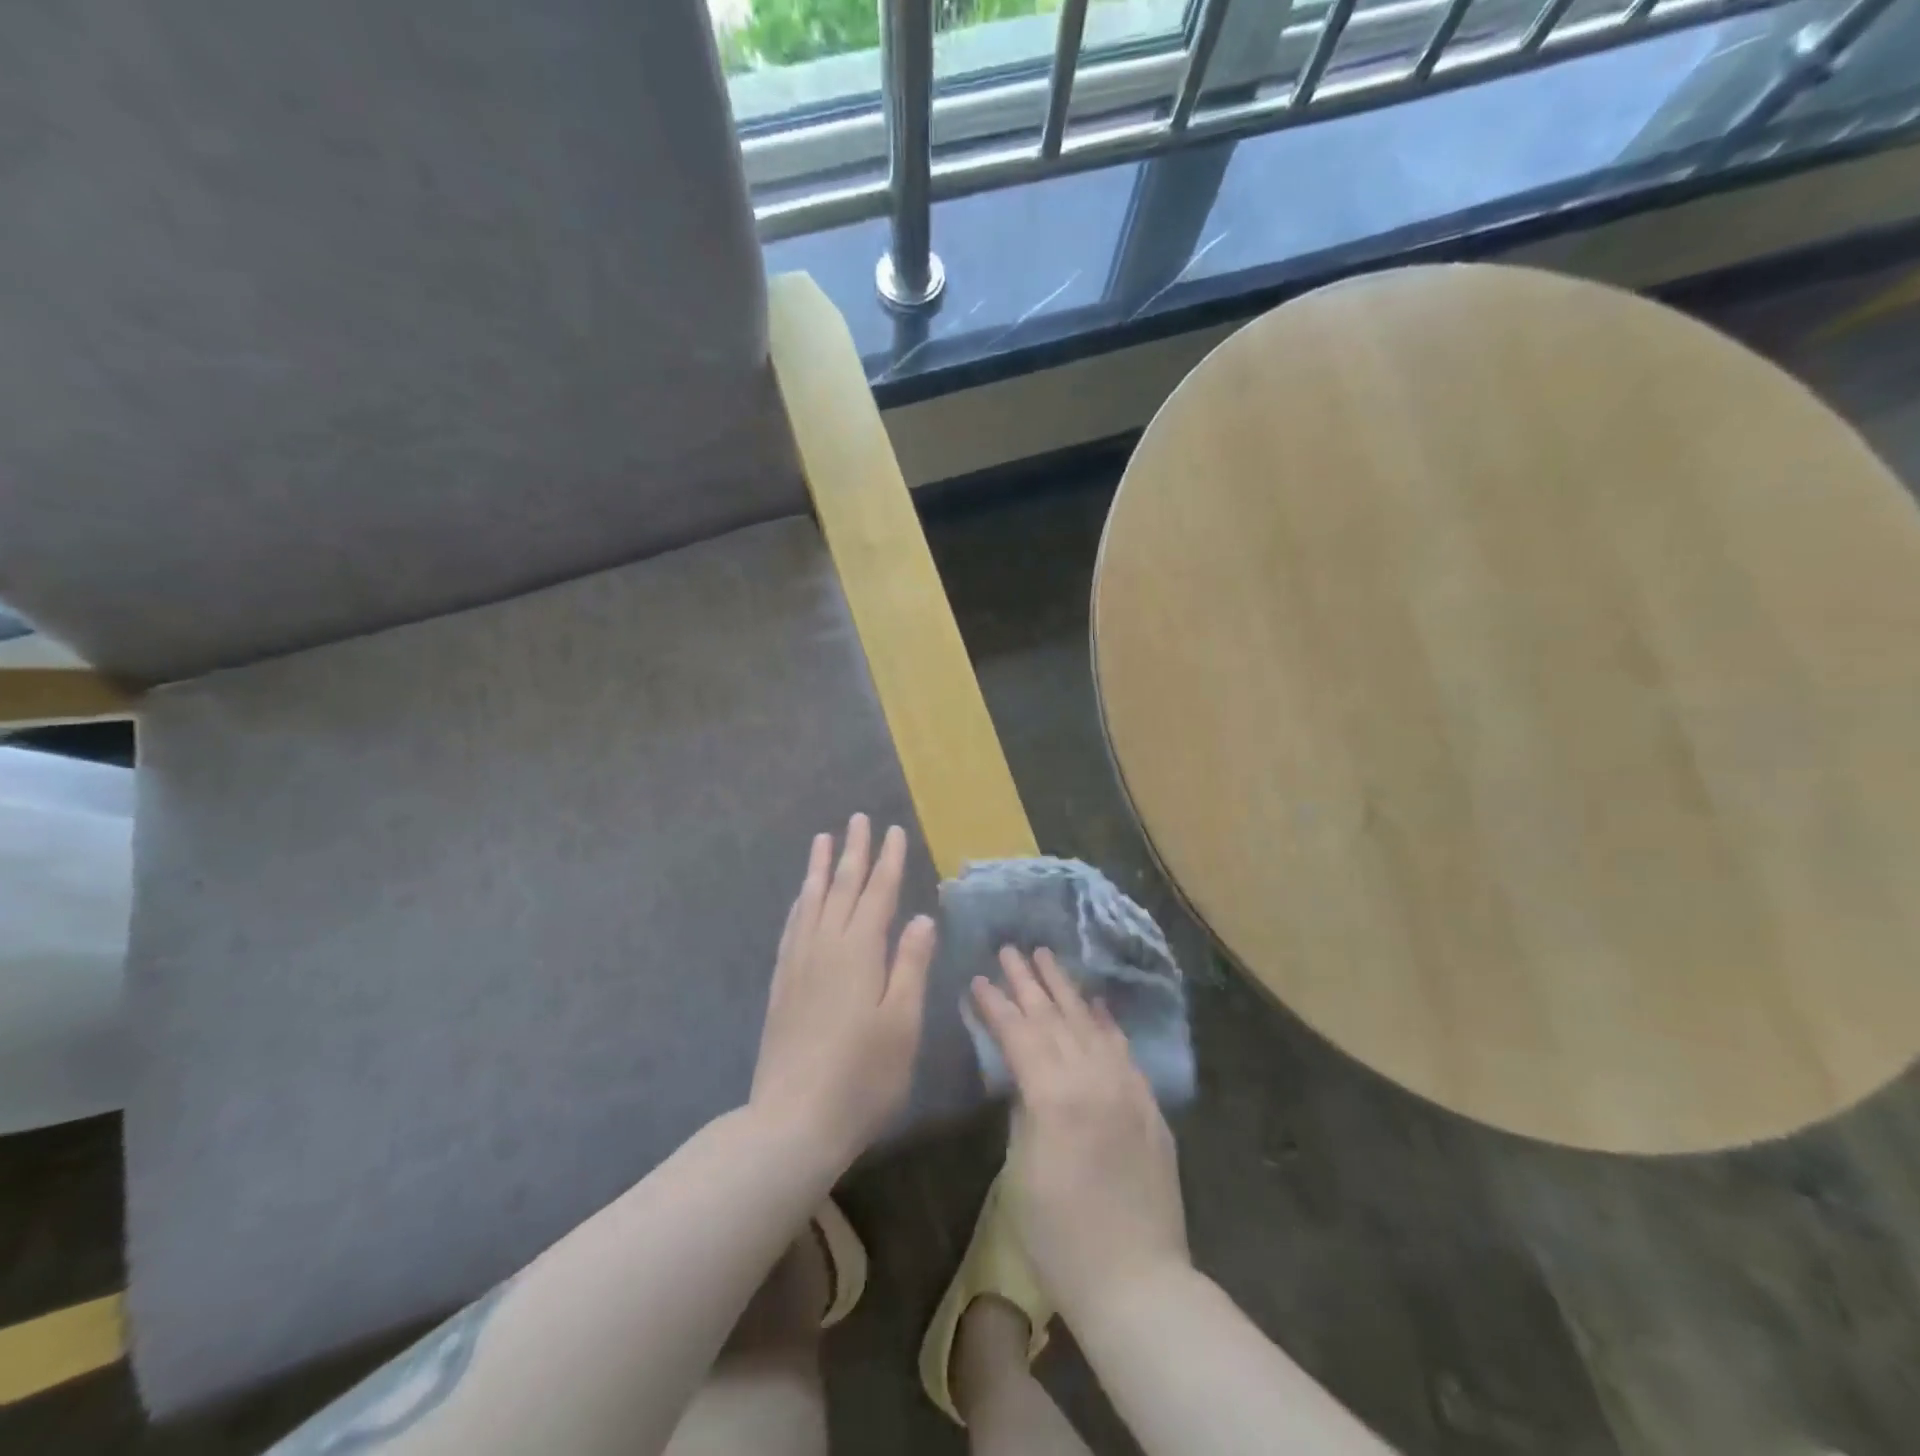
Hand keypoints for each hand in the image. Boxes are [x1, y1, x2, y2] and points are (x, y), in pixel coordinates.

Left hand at [751, 814, 935, 1169]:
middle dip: (853, 852)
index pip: (877, 894)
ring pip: (811, 901)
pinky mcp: (782, 983)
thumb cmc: (862, 1076)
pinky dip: (801, 902)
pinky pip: (792, 925)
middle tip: (858, 819)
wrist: (793, 1121)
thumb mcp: (902, 1022)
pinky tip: (803, 897)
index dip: (888, 862)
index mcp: (859, 952)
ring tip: (823, 839)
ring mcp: (799, 963)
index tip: (894, 831)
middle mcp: (825, 946)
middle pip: (841, 887)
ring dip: (820, 868)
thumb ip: (911, 965)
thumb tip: (922, 917)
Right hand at [971, 947, 1189, 1319]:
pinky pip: (1122, 1048)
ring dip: (1066, 988)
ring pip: (1089, 1023)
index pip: (1019, 1033)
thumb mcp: (1021, 1172)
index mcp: (1054, 1095)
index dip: (996, 1004)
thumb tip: (1022, 1076)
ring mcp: (1126, 1086)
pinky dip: (1105, 1021)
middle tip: (1010, 949)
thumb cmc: (1060, 1237)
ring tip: (1046, 956)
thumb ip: (1022, 1110)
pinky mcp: (1148, 1102)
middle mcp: (1093, 1078)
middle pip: (1054, 1017)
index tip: (978, 977)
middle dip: (1028, 981)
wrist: (1137, 1280)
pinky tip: (1094, 1002)